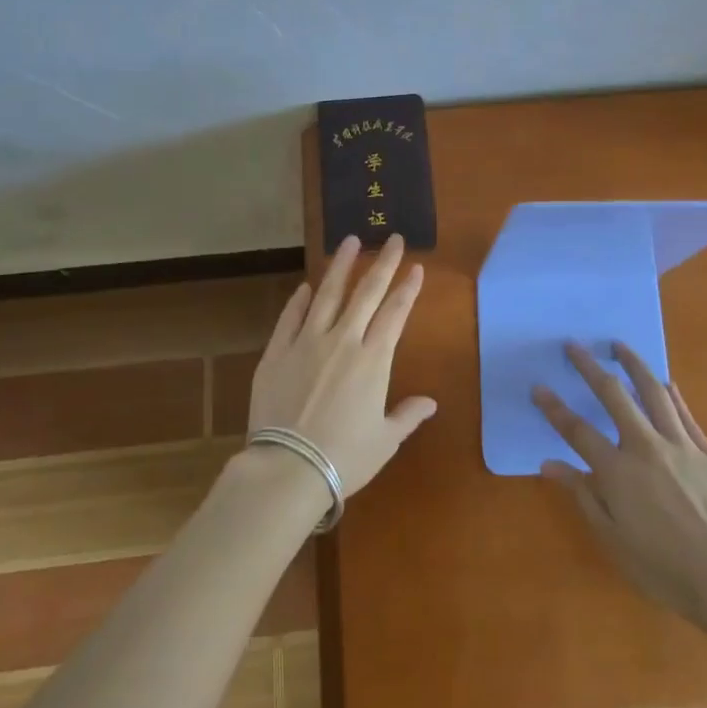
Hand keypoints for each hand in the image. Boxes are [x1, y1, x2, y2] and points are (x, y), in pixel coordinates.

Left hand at [248, 235, 435, 496]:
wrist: (288, 469)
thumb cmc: (344, 458)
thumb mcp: (385, 441)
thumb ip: (407, 416)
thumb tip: (430, 403)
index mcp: (373, 360)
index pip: (395, 313)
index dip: (407, 288)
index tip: (416, 267)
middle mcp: (342, 340)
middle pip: (366, 293)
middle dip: (383, 263)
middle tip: (393, 238)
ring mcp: (306, 342)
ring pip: (327, 294)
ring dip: (341, 266)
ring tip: (350, 241)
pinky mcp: (276, 352)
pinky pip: (290, 318)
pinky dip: (299, 300)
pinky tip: (306, 286)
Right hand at [534, 342, 706, 627]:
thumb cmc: (664, 569)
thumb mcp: (613, 540)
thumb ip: (583, 496)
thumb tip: (549, 465)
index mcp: (618, 471)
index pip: (578, 431)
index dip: (555, 408)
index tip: (539, 387)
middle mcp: (646, 447)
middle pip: (614, 396)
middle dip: (590, 367)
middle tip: (575, 346)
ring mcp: (681, 446)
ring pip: (654, 393)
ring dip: (634, 365)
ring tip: (619, 345)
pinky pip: (686, 415)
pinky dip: (673, 395)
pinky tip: (666, 382)